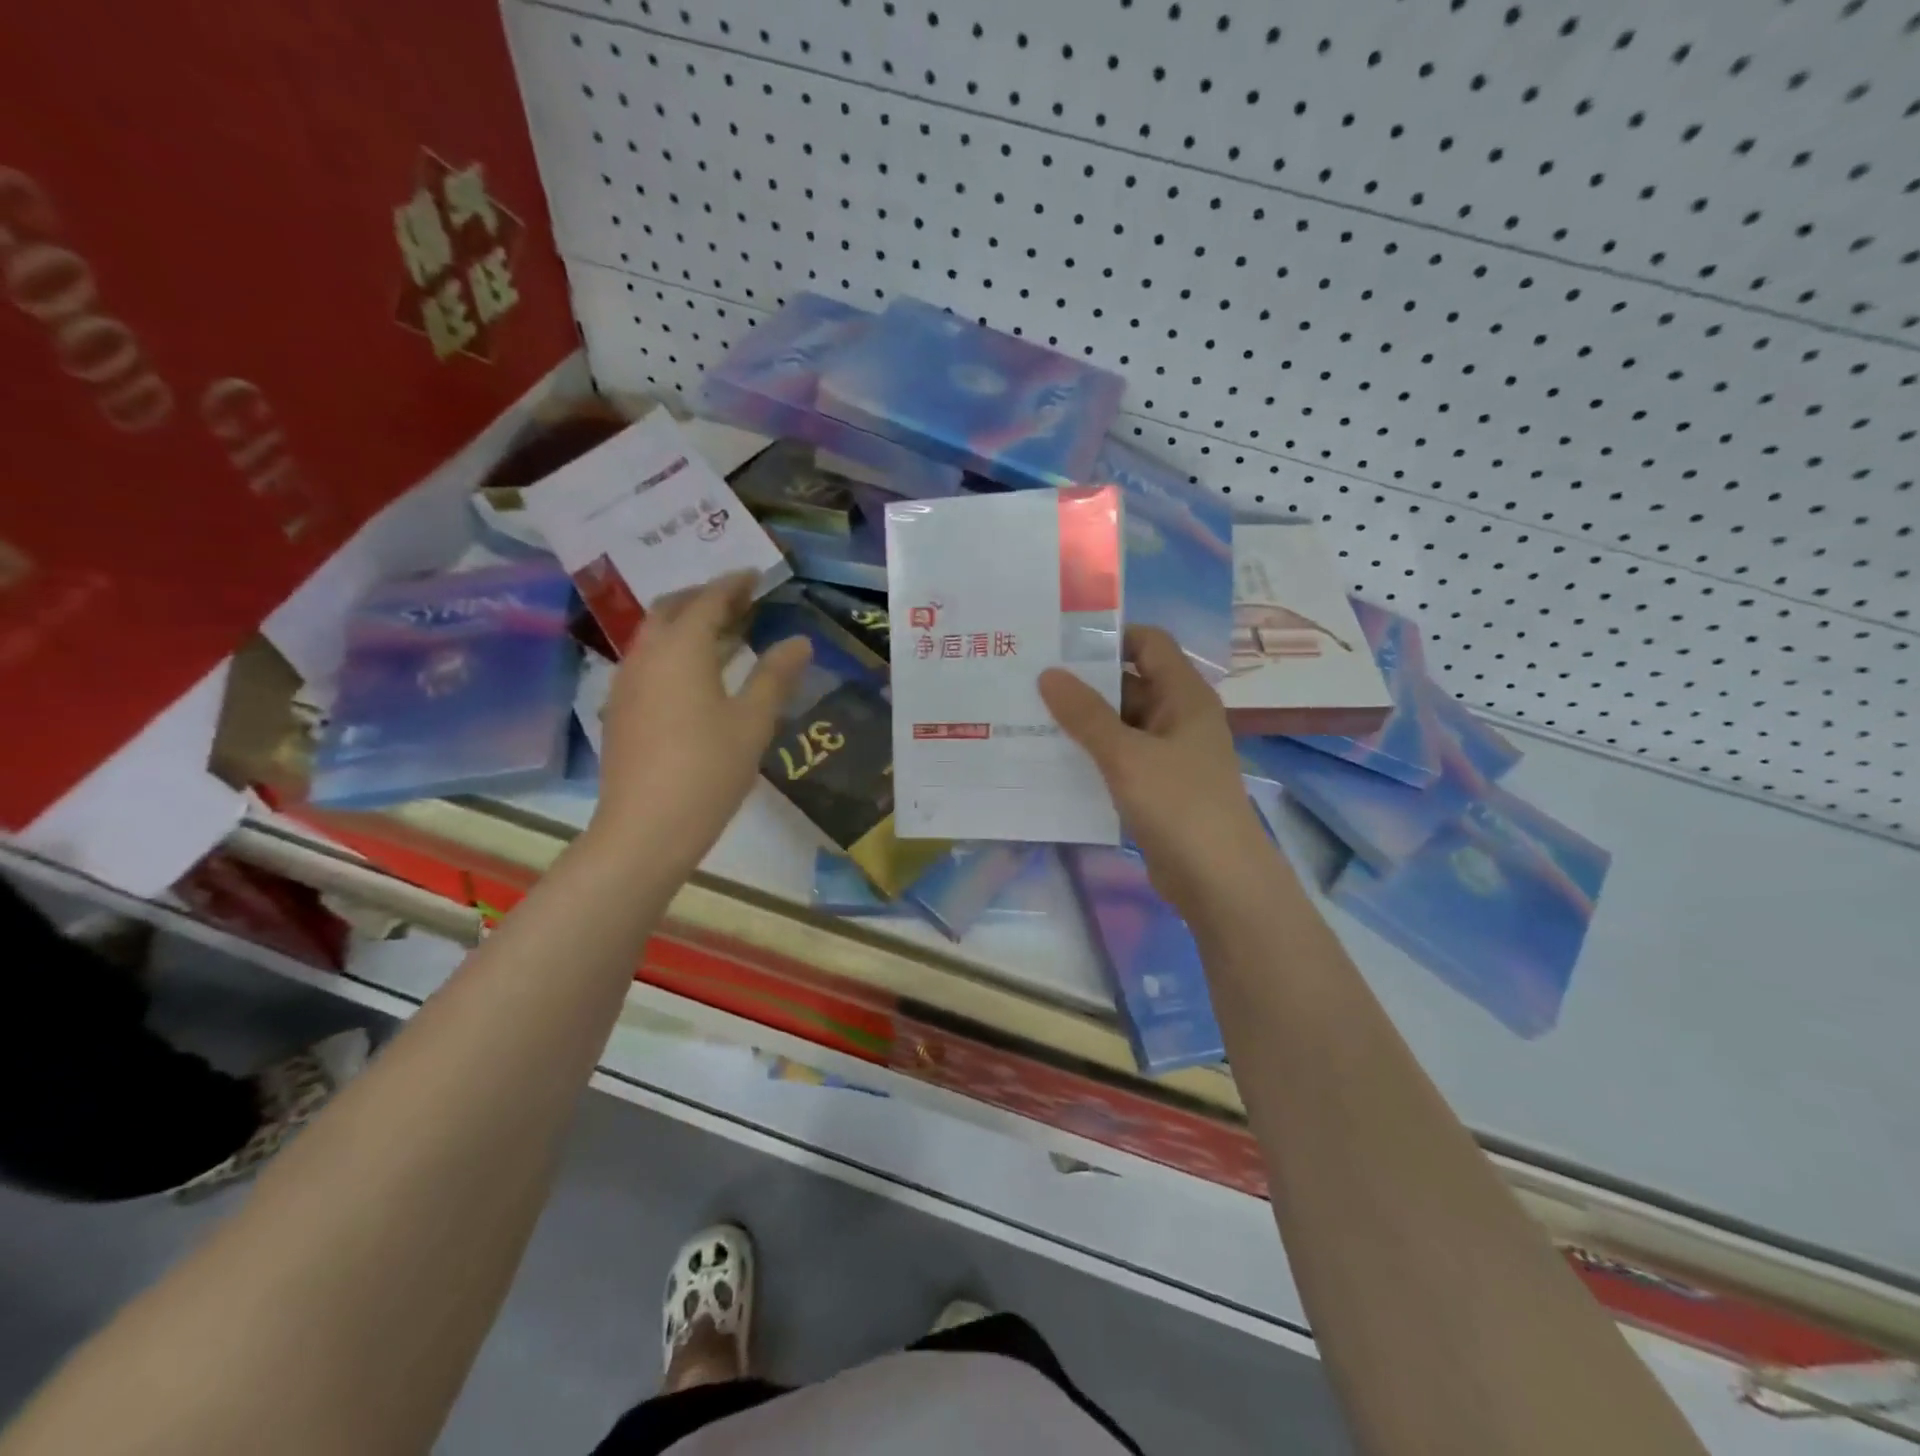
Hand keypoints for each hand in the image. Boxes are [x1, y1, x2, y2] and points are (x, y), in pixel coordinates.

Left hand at [589, 573, 809, 876]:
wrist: (645, 828)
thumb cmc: (708, 769)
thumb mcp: (753, 722)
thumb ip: (775, 676)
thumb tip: (799, 641)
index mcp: (681, 650)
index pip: (708, 601)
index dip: (733, 584)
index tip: (755, 574)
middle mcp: (647, 656)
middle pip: (671, 609)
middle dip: (703, 597)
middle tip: (737, 600)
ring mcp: (626, 684)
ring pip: (655, 636)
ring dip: (686, 625)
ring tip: (722, 634)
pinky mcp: (620, 710)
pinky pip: (647, 662)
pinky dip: (673, 653)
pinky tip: (694, 677)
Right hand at [1040, 627, 1275, 915]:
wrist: (1218, 880)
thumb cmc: (1179, 805)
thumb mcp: (1126, 755)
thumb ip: (1086, 714)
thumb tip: (1048, 674)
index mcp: (1184, 696)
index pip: (1149, 643)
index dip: (1109, 636)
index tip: (1060, 643)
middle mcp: (1178, 717)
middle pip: (1130, 682)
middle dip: (1084, 682)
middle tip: (1029, 680)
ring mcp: (1168, 754)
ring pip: (1120, 724)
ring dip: (1083, 721)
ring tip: (1029, 716)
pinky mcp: (1156, 786)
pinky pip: (1119, 757)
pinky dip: (1091, 754)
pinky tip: (1051, 759)